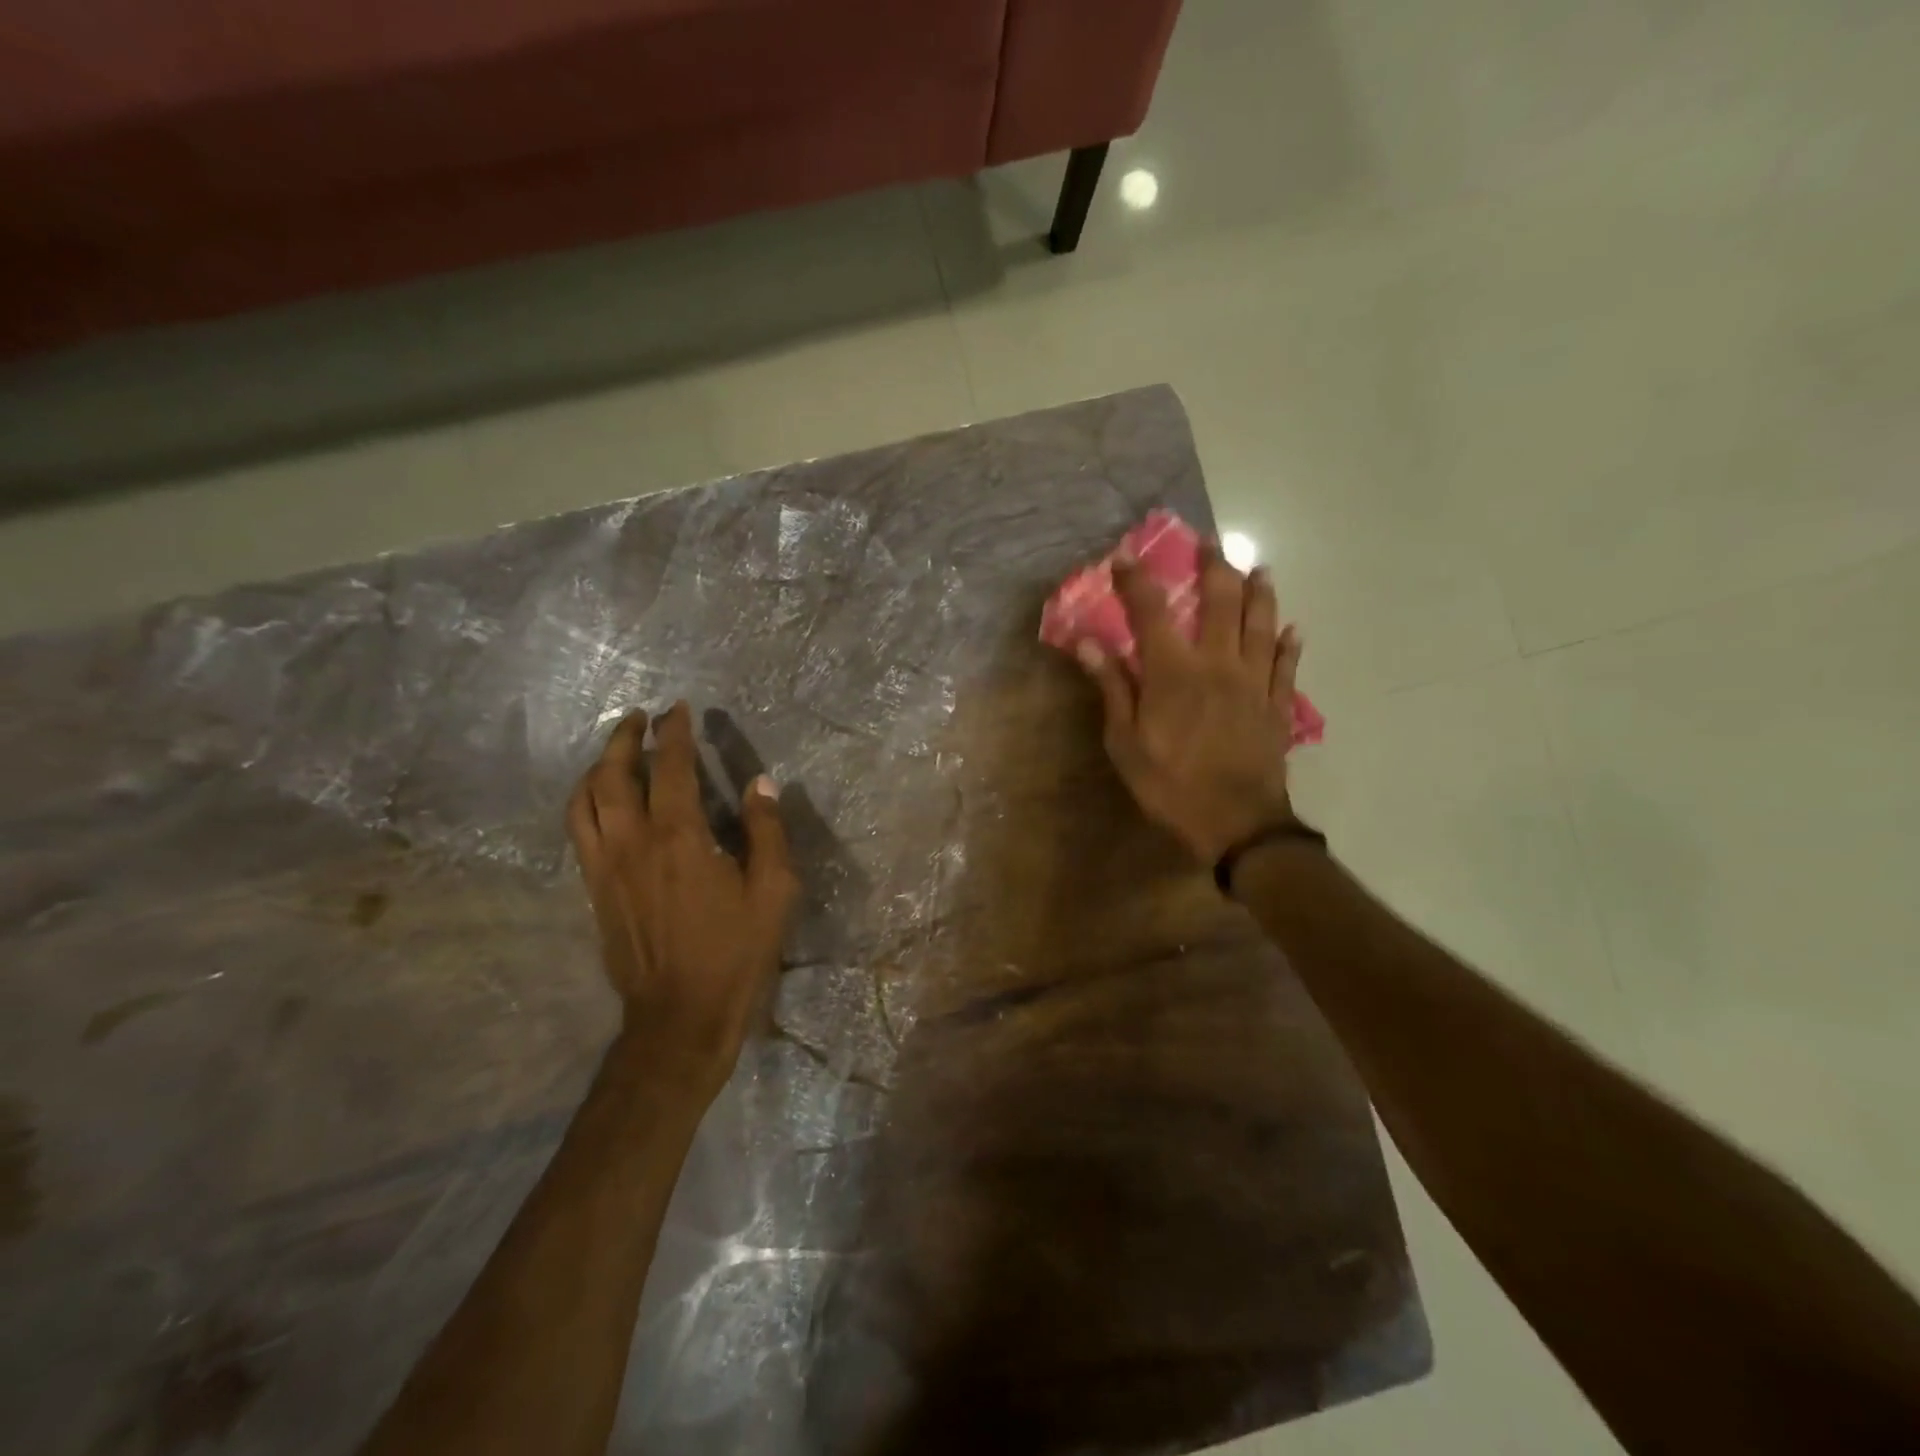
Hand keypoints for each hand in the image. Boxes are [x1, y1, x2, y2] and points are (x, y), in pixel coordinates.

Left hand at [567, 702, 798, 1099]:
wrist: (679, 1017)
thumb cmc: (735, 952)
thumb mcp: (773, 891)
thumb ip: (767, 831)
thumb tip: (761, 783)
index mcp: (680, 837)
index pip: (671, 767)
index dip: (675, 732)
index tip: (679, 709)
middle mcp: (633, 842)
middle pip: (613, 774)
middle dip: (625, 737)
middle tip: (641, 717)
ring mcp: (605, 867)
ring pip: (584, 800)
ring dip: (597, 766)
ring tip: (614, 750)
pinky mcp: (594, 890)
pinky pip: (577, 831)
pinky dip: (585, 802)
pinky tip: (599, 800)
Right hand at [1076, 544, 1303, 864]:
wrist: (1236, 824)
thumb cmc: (1170, 785)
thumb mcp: (1125, 743)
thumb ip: (1112, 688)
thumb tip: (1087, 643)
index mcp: (1174, 672)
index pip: (1151, 612)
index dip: (1136, 580)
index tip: (1125, 556)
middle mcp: (1218, 664)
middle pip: (1221, 603)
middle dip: (1214, 568)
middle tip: (1211, 543)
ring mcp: (1254, 683)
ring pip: (1262, 626)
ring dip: (1260, 594)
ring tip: (1260, 569)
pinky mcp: (1278, 706)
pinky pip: (1287, 667)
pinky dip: (1290, 646)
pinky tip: (1294, 629)